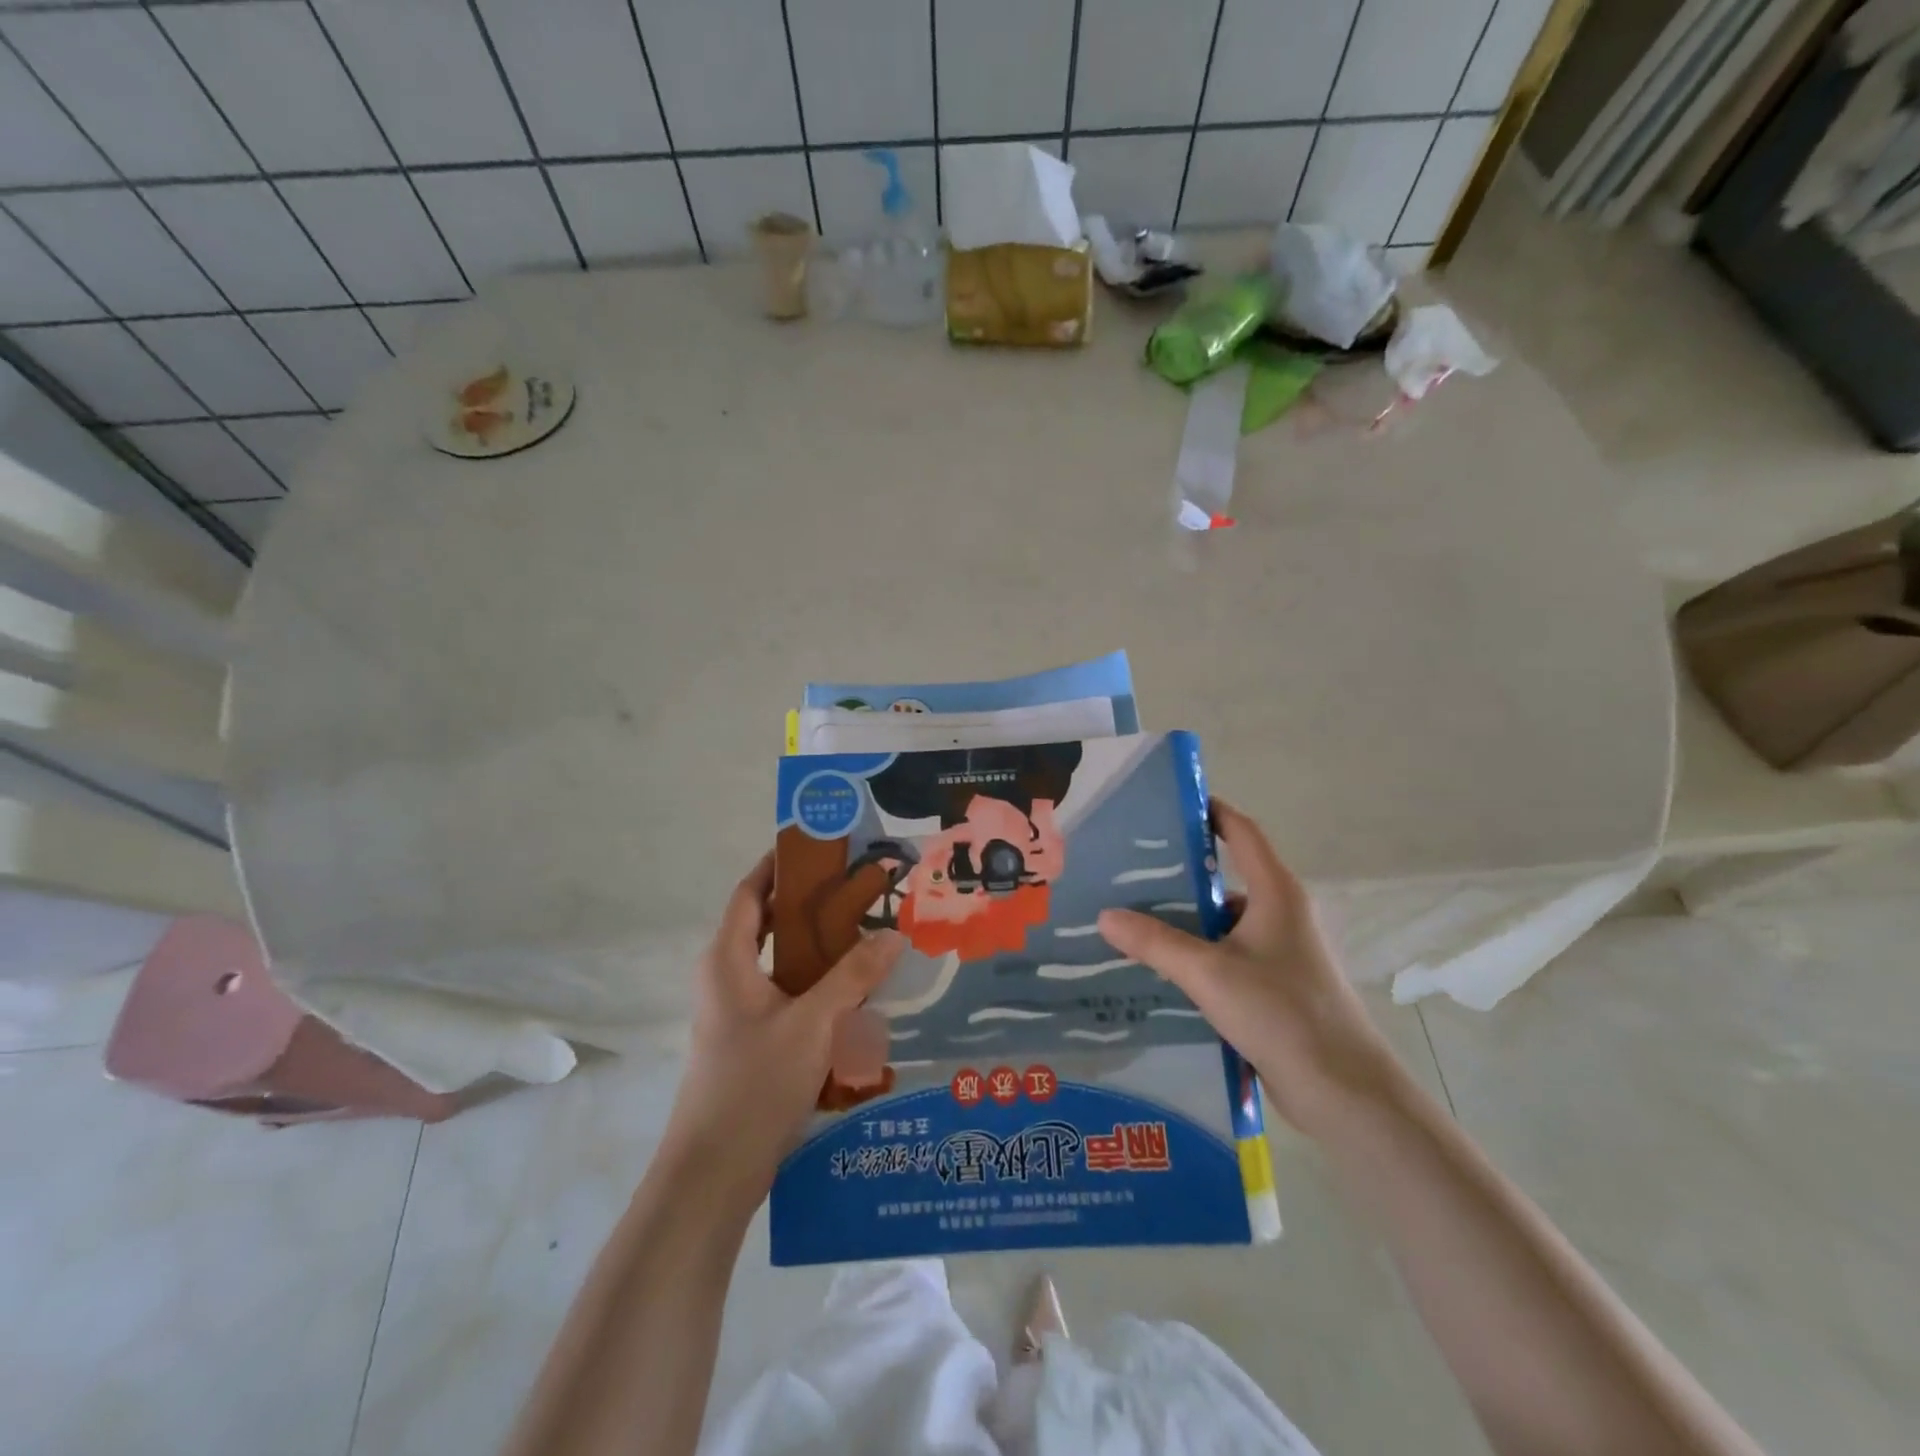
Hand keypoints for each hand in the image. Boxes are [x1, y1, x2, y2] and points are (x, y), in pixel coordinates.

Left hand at [666, 853, 905, 1195]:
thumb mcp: (811, 1023)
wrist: (714, 1173)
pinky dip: (819, 986)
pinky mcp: (753, 1042)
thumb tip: (893, 934)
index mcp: (727, 960)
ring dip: (820, 949)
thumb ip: (853, 976)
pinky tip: (859, 993)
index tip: (819, 845)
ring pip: (783, 965)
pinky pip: (789, 997)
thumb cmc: (753, 1083)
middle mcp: (728, 978)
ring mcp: (739, 1013)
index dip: (778, 865)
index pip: (750, 892)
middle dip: (812, 906)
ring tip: (869, 933)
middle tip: (861, 889)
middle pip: (770, 925)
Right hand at [1098, 800, 1400, 1135]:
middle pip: (1226, 878)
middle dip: (1179, 872)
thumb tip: (1105, 915)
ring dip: (1183, 920)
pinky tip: (1158, 968)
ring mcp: (1280, 953)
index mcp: (1276, 893)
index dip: (1210, 811)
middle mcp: (1281, 914)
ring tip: (1130, 919)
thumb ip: (1155, 943)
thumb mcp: (1209, 973)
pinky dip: (1195, 954)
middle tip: (1127, 869)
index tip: (1167, 804)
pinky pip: (1226, 955)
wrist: (1344, 1093)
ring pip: (1222, 922)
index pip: (1242, 832)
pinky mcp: (1275, 987)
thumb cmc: (1282, 1013)